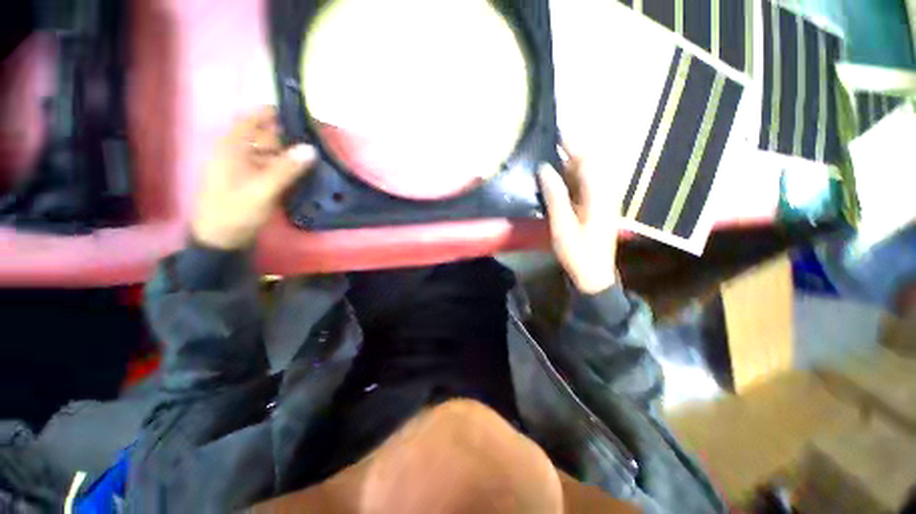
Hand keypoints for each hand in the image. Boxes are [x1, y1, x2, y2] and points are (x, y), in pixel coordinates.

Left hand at [192, 107, 316, 249]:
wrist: (220, 239)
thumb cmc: (235, 211)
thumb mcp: (262, 190)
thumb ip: (286, 168)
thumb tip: (311, 149)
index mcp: (233, 145)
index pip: (257, 118)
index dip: (279, 114)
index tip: (306, 118)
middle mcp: (240, 151)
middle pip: (269, 136)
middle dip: (293, 139)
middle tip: (320, 144)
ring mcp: (247, 167)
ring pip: (274, 153)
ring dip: (294, 156)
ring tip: (319, 160)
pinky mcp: (254, 181)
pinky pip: (275, 168)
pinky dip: (290, 169)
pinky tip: (306, 175)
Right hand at [538, 147, 621, 293]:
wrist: (594, 273)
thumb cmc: (577, 252)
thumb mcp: (562, 226)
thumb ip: (555, 196)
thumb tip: (544, 169)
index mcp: (598, 195)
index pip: (588, 160)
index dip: (573, 143)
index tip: (558, 129)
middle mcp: (604, 192)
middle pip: (590, 162)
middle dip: (573, 148)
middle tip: (552, 138)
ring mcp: (602, 199)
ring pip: (587, 173)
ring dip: (571, 160)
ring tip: (552, 151)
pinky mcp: (597, 206)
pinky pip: (585, 184)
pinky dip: (572, 175)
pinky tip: (559, 175)